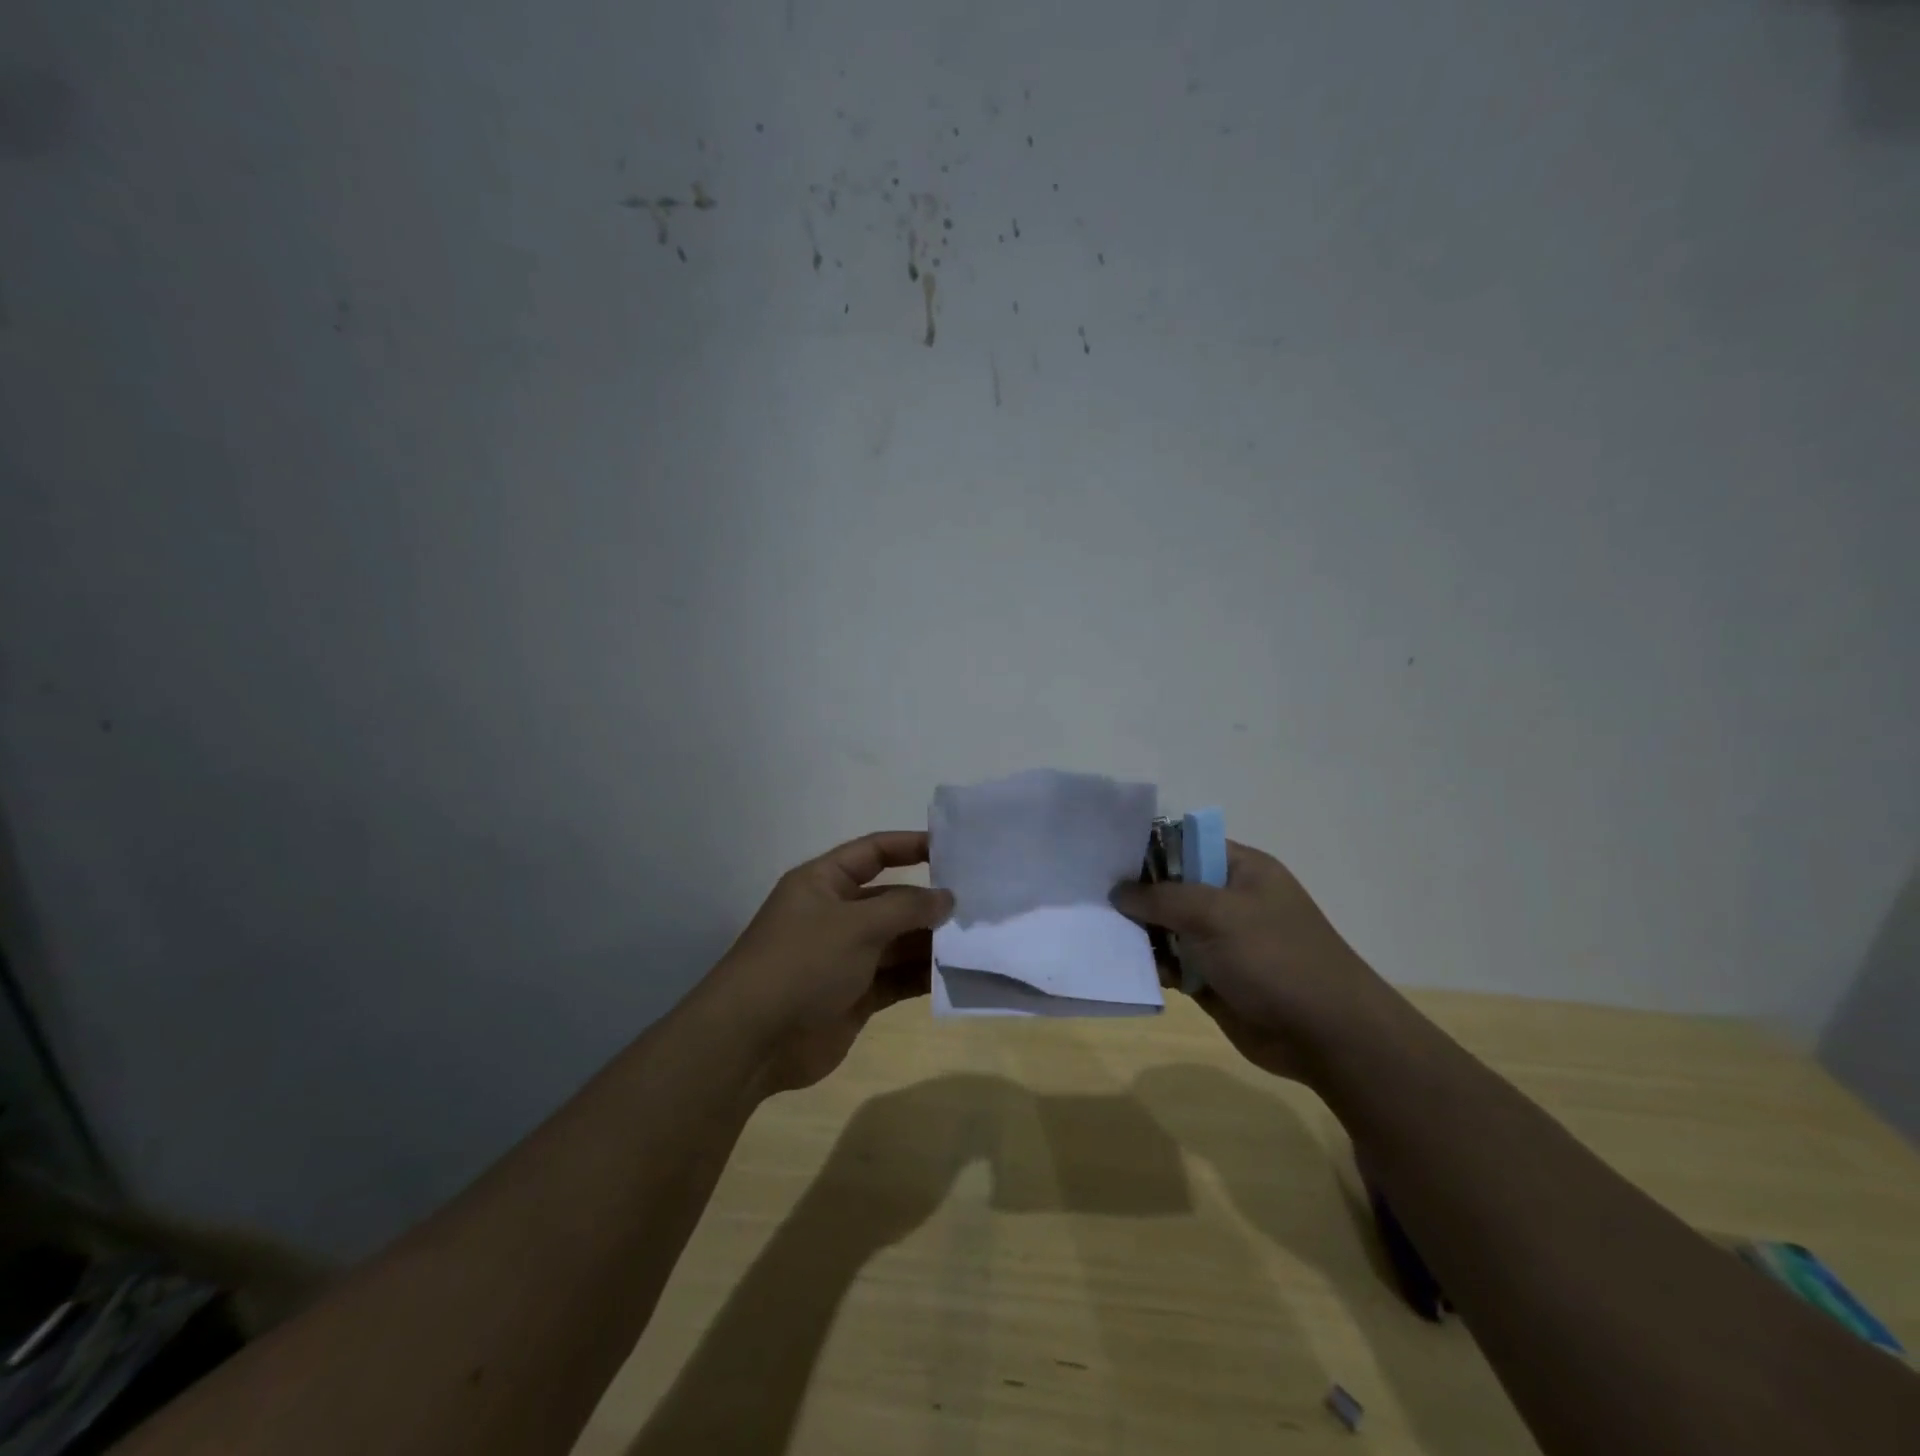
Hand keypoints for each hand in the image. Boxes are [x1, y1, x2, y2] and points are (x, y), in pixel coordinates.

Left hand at [709, 831, 952, 1095]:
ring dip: (932, 942)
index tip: (953, 849)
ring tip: (978, 941)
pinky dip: (923, 977)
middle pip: (891, 900)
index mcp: (824, 883)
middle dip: (930, 903)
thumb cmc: (802, 963)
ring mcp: (846, 958)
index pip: (873, 852)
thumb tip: (947, 898)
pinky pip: (897, 979)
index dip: (910, 846)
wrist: (752, 1041)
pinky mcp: (855, 996)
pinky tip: (958, 975)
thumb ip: (906, 908)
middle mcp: (836, 915)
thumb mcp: (856, 925)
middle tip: (980, 905)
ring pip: (898, 942)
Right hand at [1110, 841, 1408, 1084]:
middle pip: (1170, 888)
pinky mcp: (1212, 978)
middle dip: (1135, 894)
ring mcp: (1220, 942)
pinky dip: (1151, 964)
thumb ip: (1162, 897)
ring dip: (1139, 933)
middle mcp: (1229, 901)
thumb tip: (1119, 891)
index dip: (1146, 849)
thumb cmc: (1274, 958)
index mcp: (1241, 869)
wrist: (1326, 1035)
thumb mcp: (1216, 914)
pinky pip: (1172, 963)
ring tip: (1097, 931)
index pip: (1184, 844)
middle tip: (1090, 897)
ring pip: (1167, 928)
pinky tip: (1121, 965)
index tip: (1104, 858)